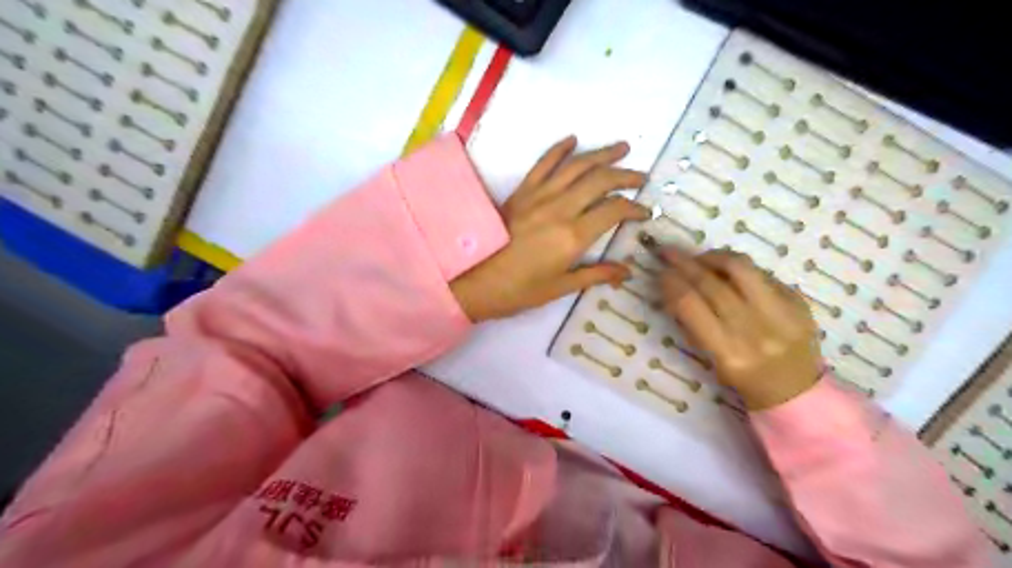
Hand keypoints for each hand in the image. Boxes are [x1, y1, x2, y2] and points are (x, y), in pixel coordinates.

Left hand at [451, 135, 647, 320]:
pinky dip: (559, 149)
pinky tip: (573, 140)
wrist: (474, 281)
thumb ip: (596, 275)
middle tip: (640, 177)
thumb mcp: (561, 288)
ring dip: (601, 154)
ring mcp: (539, 196)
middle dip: (625, 175)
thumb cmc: (519, 291)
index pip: (614, 210)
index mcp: (573, 236)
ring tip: (621, 148)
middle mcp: (560, 208)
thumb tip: (627, 272)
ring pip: (577, 166)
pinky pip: (543, 163)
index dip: (634, 208)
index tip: (644, 212)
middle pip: (600, 180)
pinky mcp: (521, 192)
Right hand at [661, 249, 825, 408]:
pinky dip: (738, 268)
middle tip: (669, 253)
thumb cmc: (744, 379)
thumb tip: (672, 289)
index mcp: (727, 352)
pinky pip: (761, 273)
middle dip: (684, 264)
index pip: (690, 305)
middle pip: (710, 283)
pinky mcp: (797, 301)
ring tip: (700, 257)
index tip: (660, 273)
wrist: (797, 390)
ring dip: (712, 257)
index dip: (671, 283)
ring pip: (739, 268)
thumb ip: (693, 325)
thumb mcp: (712, 360)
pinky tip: (727, 270)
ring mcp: (780, 313)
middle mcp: (754, 330)